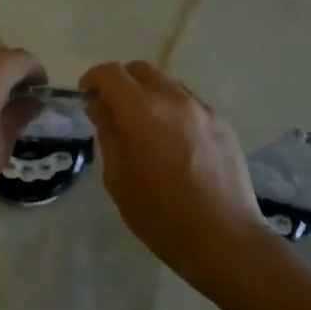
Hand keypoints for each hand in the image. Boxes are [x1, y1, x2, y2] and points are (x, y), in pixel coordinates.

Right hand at [81, 60, 277, 286]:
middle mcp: (174, 100)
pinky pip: (190, 103)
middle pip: (141, 70)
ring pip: (167, 84)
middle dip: (121, 83)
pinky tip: (173, 142)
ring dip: (148, 95)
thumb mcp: (118, 178)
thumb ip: (108, 134)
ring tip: (144, 127)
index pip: (111, 74)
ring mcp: (203, 110)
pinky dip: (172, 110)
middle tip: (112, 110)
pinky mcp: (222, 124)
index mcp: (142, 112)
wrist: (224, 239)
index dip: (93, 79)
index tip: (86, 97)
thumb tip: (101, 107)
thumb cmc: (160, 215)